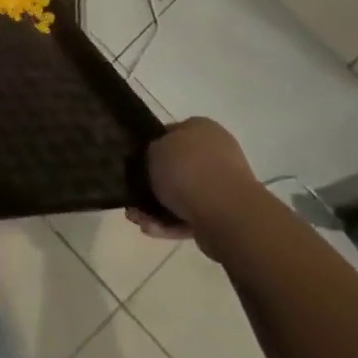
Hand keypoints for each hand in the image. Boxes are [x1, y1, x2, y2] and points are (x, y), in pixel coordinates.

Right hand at [127, 118, 259, 261]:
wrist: (225, 213)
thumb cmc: (187, 170)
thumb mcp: (153, 150)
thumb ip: (149, 153)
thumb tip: (152, 162)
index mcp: (202, 128)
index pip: (171, 133)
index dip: (151, 146)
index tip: (135, 162)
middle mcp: (216, 153)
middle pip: (177, 167)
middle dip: (153, 184)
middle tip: (133, 195)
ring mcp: (223, 186)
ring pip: (182, 195)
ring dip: (158, 207)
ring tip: (136, 218)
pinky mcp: (224, 215)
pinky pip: (191, 216)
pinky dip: (171, 223)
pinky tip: (150, 229)